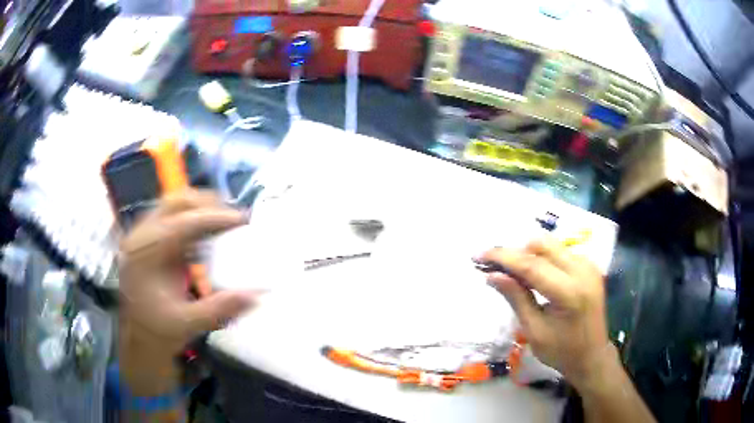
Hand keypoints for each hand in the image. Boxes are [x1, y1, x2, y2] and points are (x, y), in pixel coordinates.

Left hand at [118, 190, 258, 394]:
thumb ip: (219, 310)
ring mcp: (143, 234)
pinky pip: (173, 215)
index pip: (182, 223)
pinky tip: (208, 233)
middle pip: (176, 201)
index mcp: (146, 254)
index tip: (243, 220)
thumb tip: (255, 294)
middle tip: (235, 218)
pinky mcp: (149, 237)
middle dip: (208, 204)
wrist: (139, 336)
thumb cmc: (159, 330)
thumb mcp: (188, 324)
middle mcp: (141, 236)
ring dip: (201, 207)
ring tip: (225, 221)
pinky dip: (193, 217)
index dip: (214, 217)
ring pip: (174, 203)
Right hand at [478, 238, 610, 389]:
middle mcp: (582, 271)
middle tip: (496, 268)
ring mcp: (589, 266)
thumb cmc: (561, 351)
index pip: (531, 265)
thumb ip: (516, 298)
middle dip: (516, 252)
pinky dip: (543, 258)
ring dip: (529, 254)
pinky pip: (561, 252)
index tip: (479, 256)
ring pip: (552, 245)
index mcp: (569, 292)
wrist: (592, 356)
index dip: (503, 257)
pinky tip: (535, 276)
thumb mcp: (534, 331)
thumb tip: (492, 275)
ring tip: (513, 273)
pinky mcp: (590, 266)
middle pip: (542, 245)